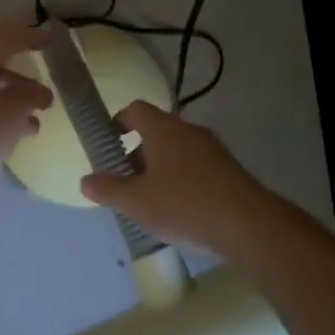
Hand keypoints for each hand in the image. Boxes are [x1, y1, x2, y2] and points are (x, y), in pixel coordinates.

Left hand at [0, 18, 52, 209]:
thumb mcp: (10, 113)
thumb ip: (28, 97)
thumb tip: (36, 92)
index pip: (5, 36)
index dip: (31, 36)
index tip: (52, 39)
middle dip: (21, 78)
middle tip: (45, 93)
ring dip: (8, 103)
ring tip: (34, 124)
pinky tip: (7, 139)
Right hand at [79, 102, 278, 254]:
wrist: (249, 225)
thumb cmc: (185, 204)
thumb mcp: (137, 202)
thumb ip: (109, 189)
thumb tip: (85, 181)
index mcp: (163, 128)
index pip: (135, 109)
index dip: (118, 122)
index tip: (108, 144)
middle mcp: (188, 130)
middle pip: (156, 131)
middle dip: (138, 153)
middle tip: (126, 182)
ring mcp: (212, 148)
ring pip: (177, 150)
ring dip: (161, 169)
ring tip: (152, 201)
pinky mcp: (229, 169)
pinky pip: (197, 166)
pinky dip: (183, 180)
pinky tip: (181, 211)